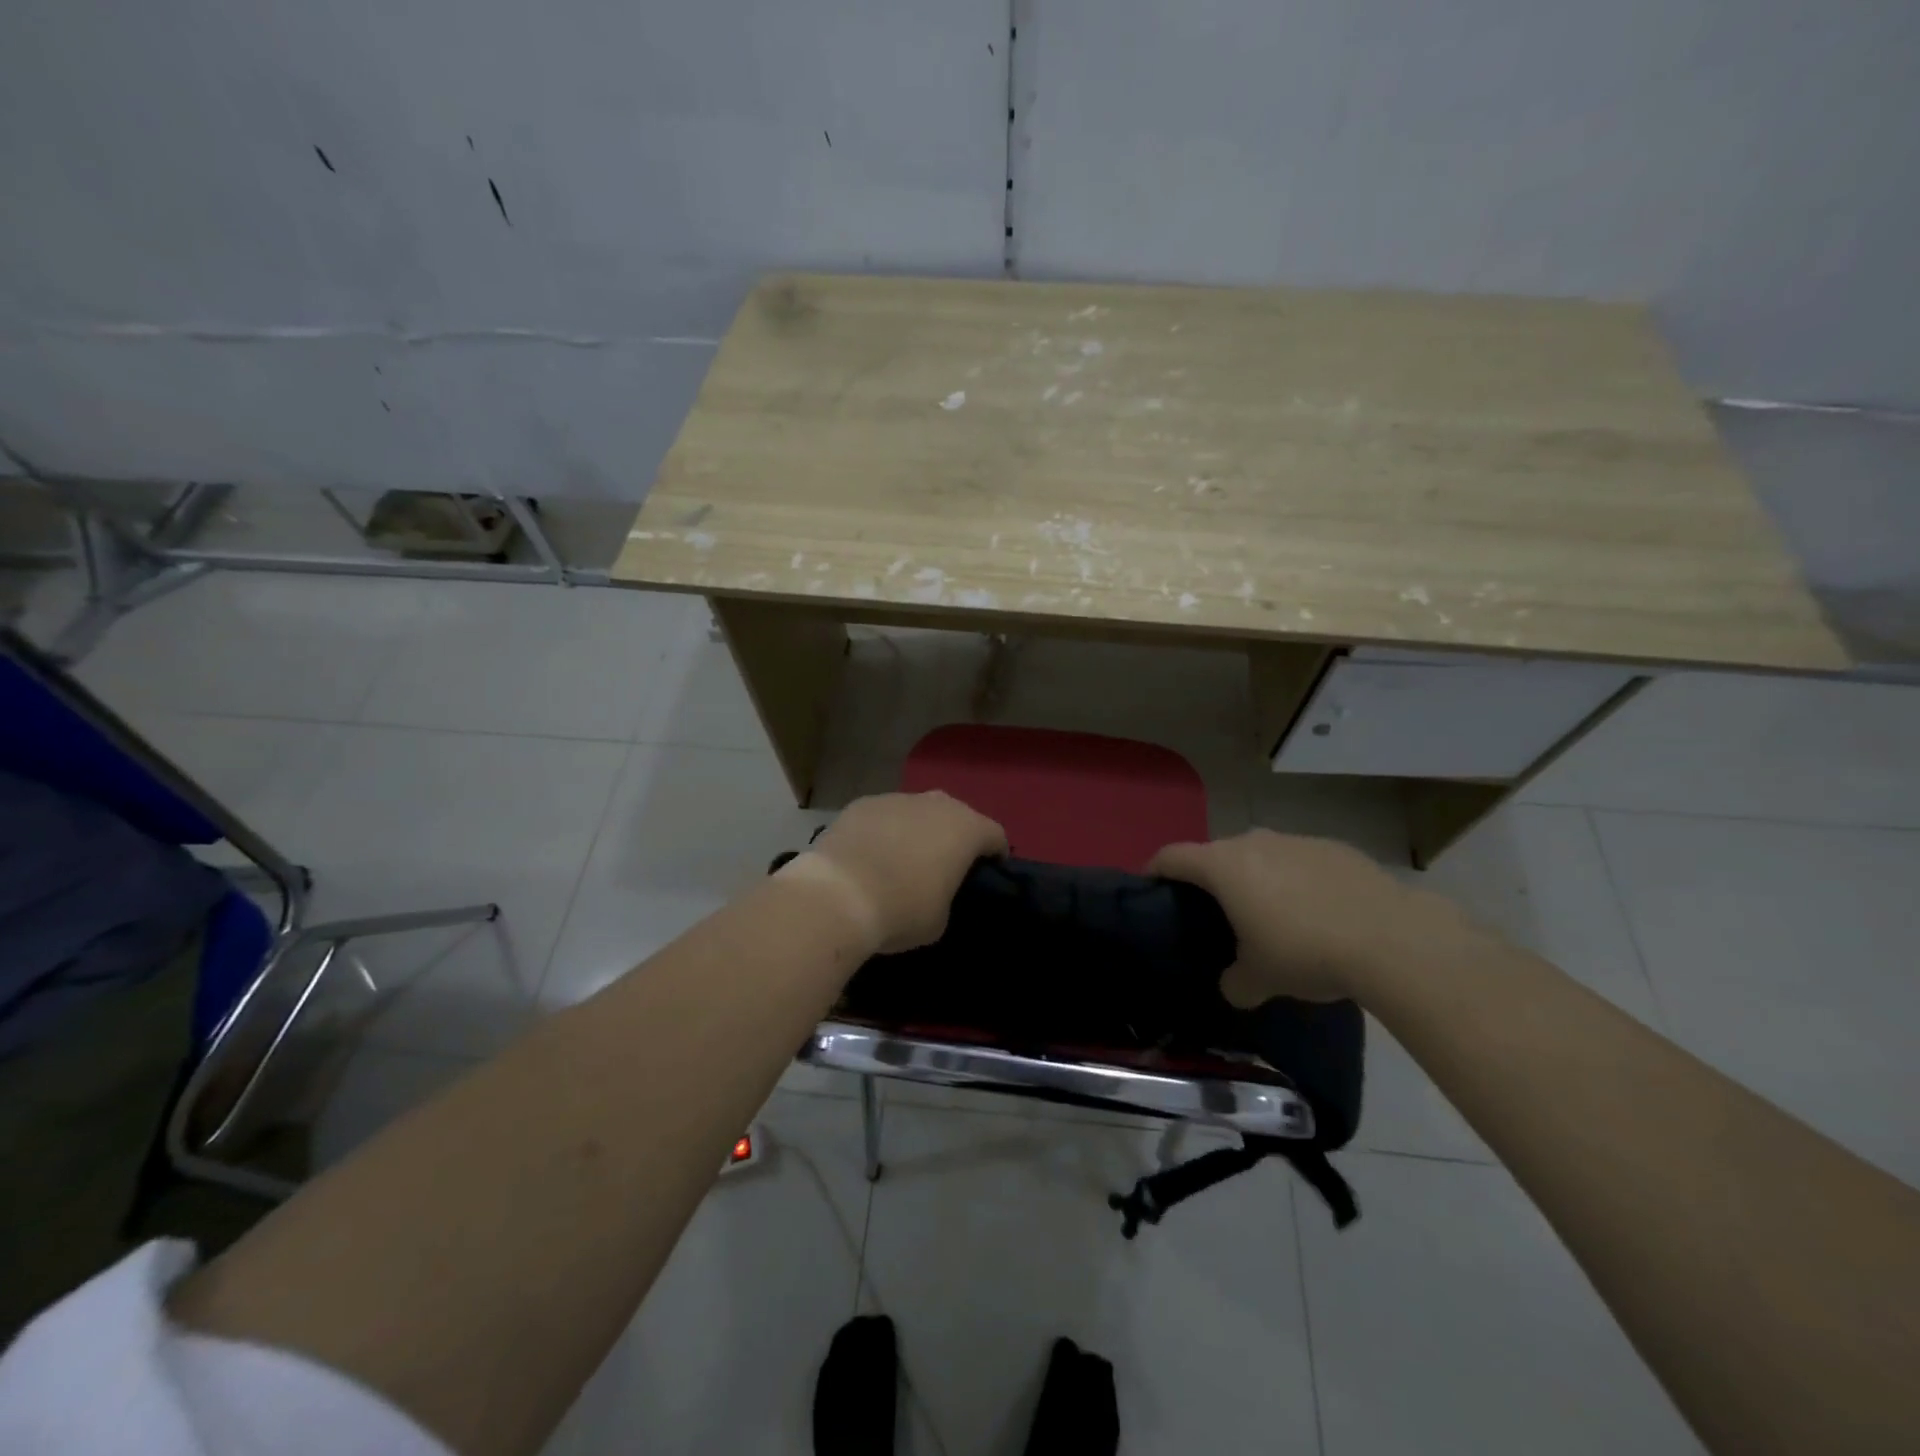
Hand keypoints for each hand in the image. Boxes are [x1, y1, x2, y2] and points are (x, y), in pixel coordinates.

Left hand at [796, 791, 1008, 953]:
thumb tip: (934, 889)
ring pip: (917, 812)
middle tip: (943, 867)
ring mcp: (897, 798)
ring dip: (916, 831)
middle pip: (957, 816)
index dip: (995, 855)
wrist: (839, 894)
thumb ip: (947, 895)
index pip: (995, 835)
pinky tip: (869, 856)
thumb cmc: (902, 909)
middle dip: (954, 837)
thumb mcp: (940, 918)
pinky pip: (884, 816)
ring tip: (901, 861)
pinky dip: (883, 832)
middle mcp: (936, 804)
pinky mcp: (862, 803)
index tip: (987, 875)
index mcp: (966, 829)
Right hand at [1149, 829, 1470, 1006]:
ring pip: (1262, 856)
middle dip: (1212, 880)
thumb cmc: (1305, 952)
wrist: (1392, 939)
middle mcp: (1254, 842)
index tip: (1150, 886)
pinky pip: (1301, 862)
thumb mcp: (1259, 979)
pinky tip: (1318, 915)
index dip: (1155, 869)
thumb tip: (1233, 985)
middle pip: (1218, 855)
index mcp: (1224, 866)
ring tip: (1273, 917)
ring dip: (1258, 879)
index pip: (1173, 856)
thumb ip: (1234, 981)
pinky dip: (1297, 882)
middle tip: (1217, 914)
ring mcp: (1297, 841)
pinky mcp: (1336, 848)